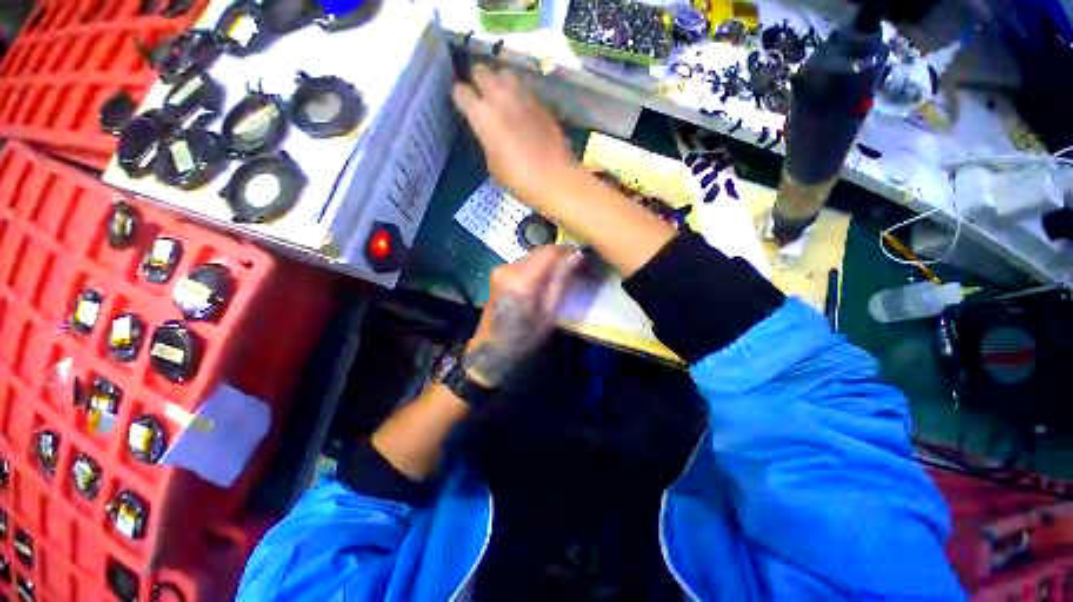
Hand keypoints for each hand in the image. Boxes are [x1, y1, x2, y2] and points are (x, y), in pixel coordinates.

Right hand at [451, 64, 580, 208]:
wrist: (555, 179)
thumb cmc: (520, 180)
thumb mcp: (494, 166)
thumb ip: (487, 141)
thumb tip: (489, 133)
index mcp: (483, 116)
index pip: (460, 92)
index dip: (458, 97)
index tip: (461, 104)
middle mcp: (500, 98)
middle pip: (481, 70)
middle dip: (476, 79)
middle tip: (478, 93)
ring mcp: (523, 97)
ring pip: (504, 72)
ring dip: (498, 80)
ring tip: (499, 95)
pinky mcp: (541, 103)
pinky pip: (524, 88)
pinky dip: (518, 93)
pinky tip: (520, 108)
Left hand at [463, 246, 582, 387]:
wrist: (494, 346)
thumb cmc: (526, 336)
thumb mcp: (550, 312)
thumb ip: (562, 281)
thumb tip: (576, 256)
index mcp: (522, 280)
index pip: (550, 252)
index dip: (568, 252)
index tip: (582, 260)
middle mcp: (509, 268)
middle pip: (541, 251)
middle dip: (560, 257)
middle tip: (575, 269)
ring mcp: (501, 268)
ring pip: (533, 255)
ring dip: (548, 262)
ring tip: (561, 275)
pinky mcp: (498, 271)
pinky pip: (524, 262)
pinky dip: (537, 267)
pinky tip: (543, 280)